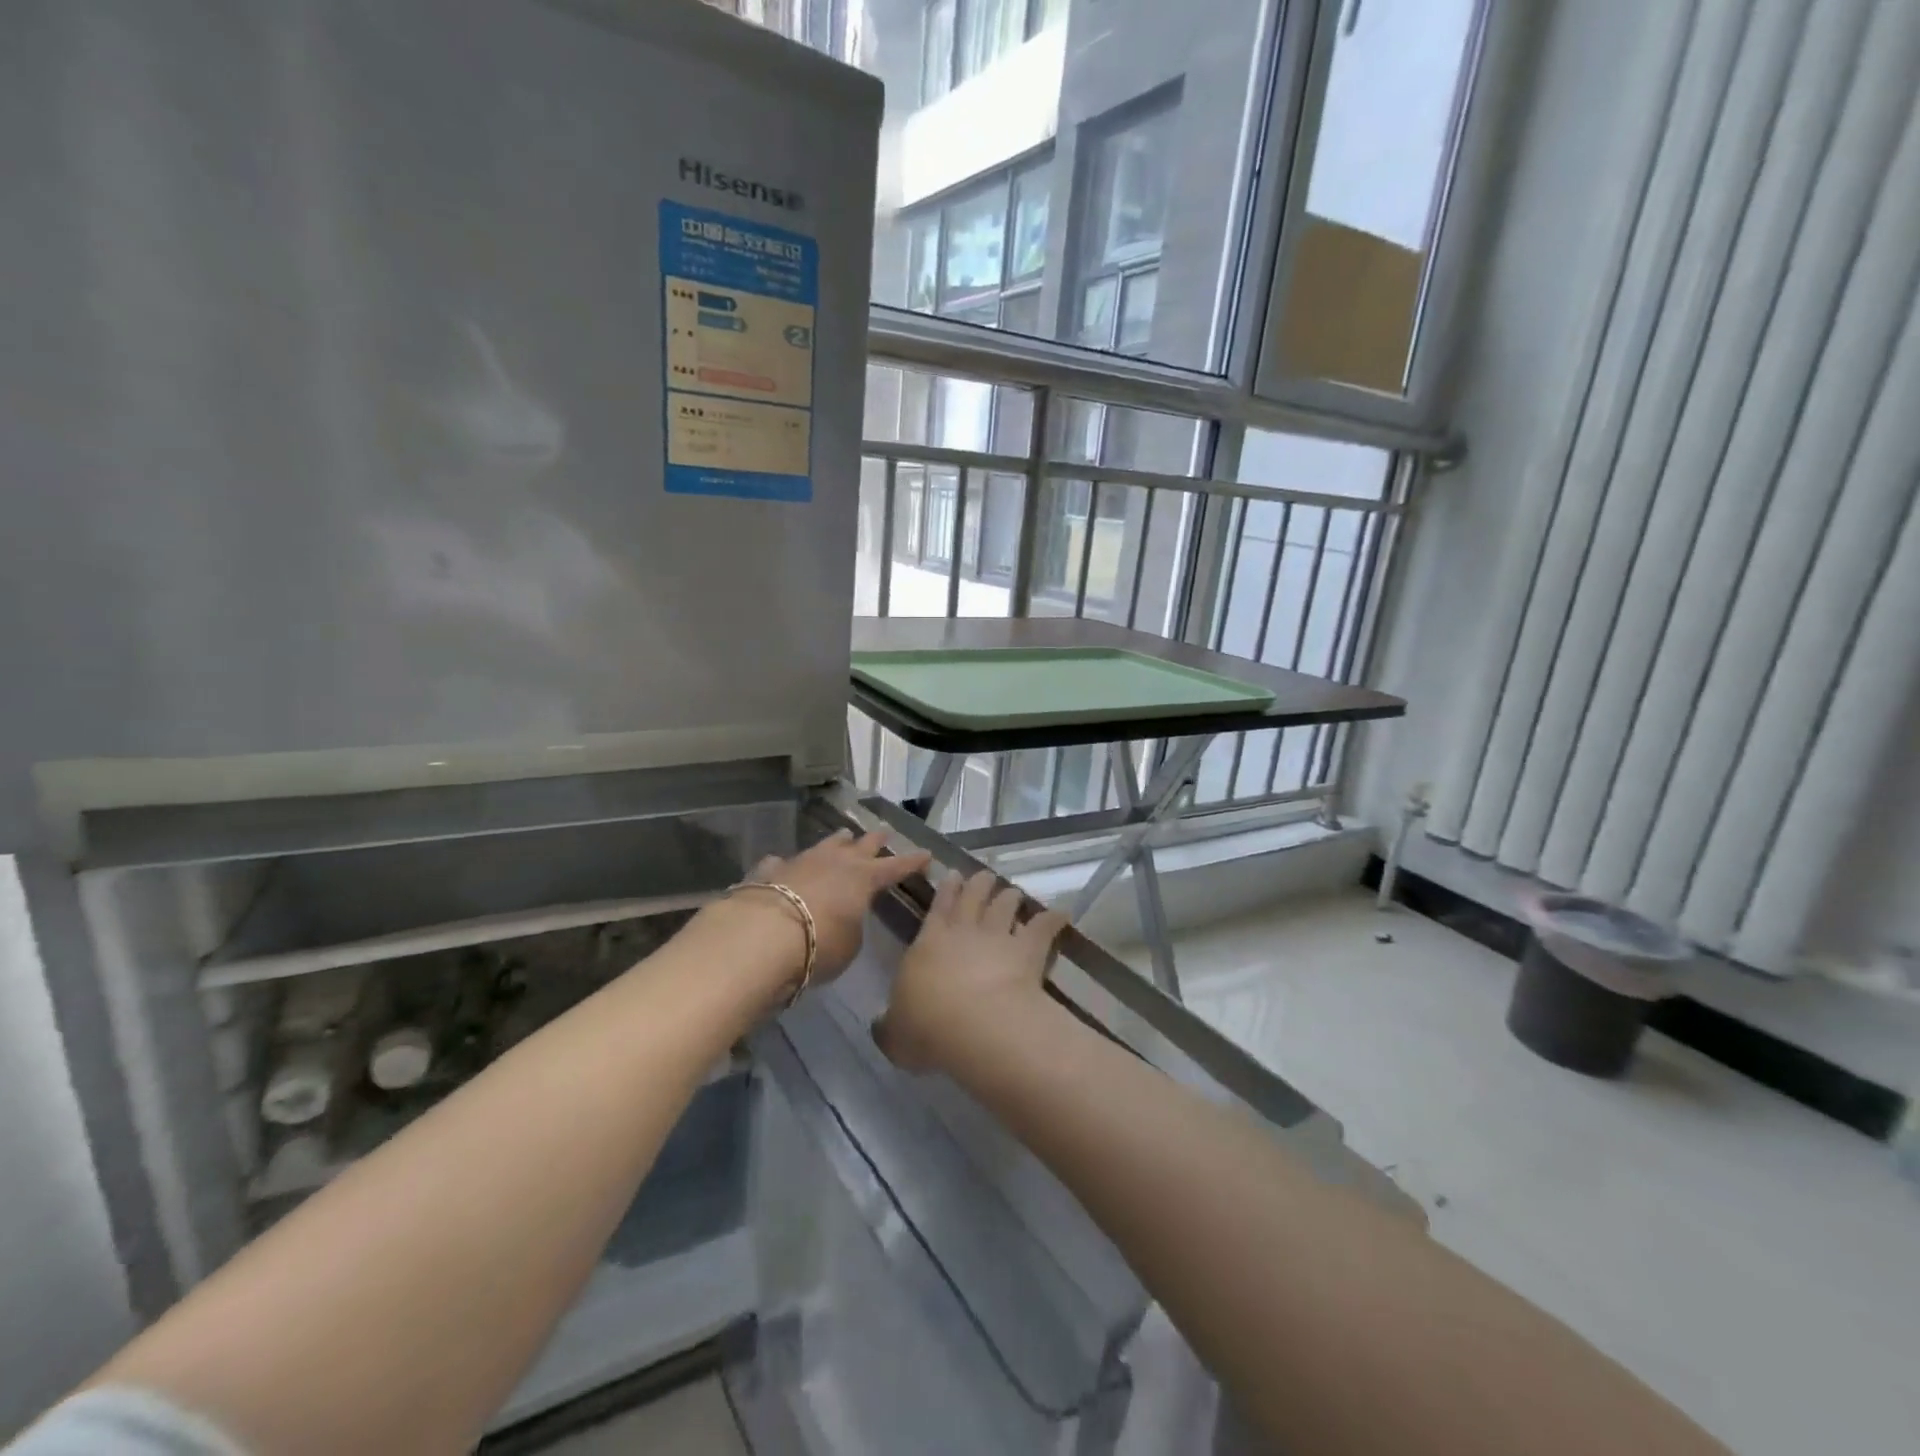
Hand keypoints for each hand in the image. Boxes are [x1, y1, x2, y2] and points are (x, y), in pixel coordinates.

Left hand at [737, 829, 931, 988]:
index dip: (912, 862)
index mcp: (863, 878)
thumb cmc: (819, 944)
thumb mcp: (849, 945)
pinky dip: (789, 864)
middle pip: (861, 845)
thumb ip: (852, 927)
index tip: (926, 854)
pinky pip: (784, 863)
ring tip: (844, 836)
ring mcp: (801, 861)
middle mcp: (835, 862)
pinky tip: (784, 864)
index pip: (895, 867)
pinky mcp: (771, 871)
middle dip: (875, 840)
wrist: (762, 934)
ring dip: (836, 842)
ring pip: (825, 845)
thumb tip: (845, 919)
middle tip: (884, 832)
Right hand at [874, 869, 1068, 1073]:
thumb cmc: (927, 1026)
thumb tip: (882, 1027)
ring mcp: (999, 936)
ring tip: (1014, 892)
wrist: (975, 1023)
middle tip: (984, 876)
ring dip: (1010, 896)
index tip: (953, 875)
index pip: (938, 907)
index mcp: (929, 941)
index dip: (946, 890)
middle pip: (973, 896)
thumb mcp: (895, 1034)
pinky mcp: (1028, 949)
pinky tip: (1061, 914)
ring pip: (1005, 905)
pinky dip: (1053, 919)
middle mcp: (964, 931)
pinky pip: (1043, 928)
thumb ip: (889, 1027)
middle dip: (979, 884)